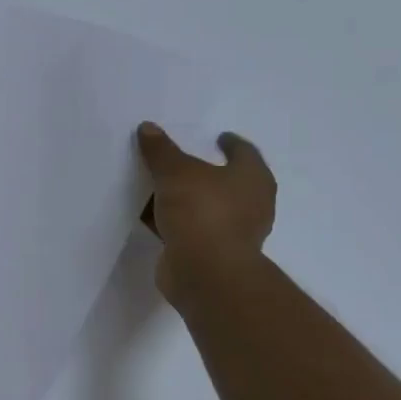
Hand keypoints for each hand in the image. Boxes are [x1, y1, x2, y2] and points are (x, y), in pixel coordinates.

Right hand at [138, 123, 276, 310]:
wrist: (205, 272)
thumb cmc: (202, 211)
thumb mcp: (175, 172)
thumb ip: (161, 150)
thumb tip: (148, 127)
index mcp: (252, 179)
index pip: (245, 152)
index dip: (230, 144)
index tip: (218, 137)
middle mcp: (251, 205)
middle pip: (228, 182)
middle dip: (208, 173)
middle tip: (185, 161)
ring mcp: (234, 233)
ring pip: (208, 207)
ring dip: (190, 200)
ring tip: (163, 188)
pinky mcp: (214, 254)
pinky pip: (193, 229)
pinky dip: (178, 222)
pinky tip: (156, 217)